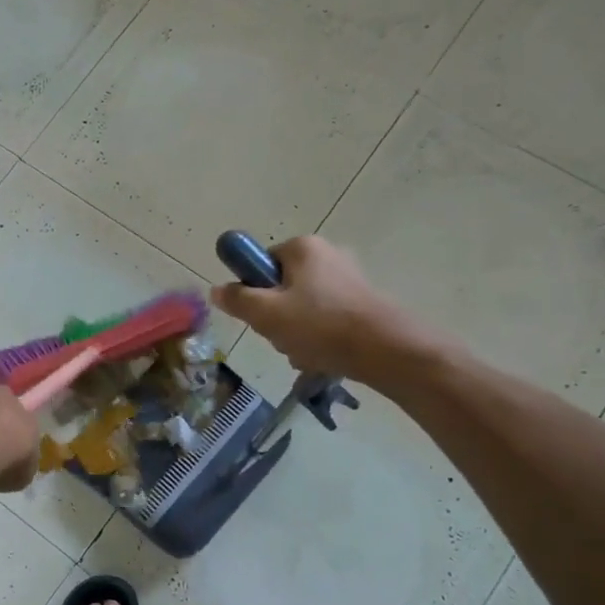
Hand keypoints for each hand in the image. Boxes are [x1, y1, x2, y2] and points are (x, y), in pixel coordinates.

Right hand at [210, 235, 450, 390]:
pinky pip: (326, 319)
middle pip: (281, 287)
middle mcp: (327, 254)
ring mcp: (348, 278)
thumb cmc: (320, 326)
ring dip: (295, 333)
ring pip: (302, 308)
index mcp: (302, 247)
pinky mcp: (363, 302)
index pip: (260, 263)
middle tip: (280, 337)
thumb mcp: (266, 314)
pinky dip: (318, 338)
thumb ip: (237, 299)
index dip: (253, 291)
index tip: (258, 315)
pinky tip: (322, 357)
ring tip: (303, 352)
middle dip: (275, 317)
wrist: (388, 351)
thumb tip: (217, 289)